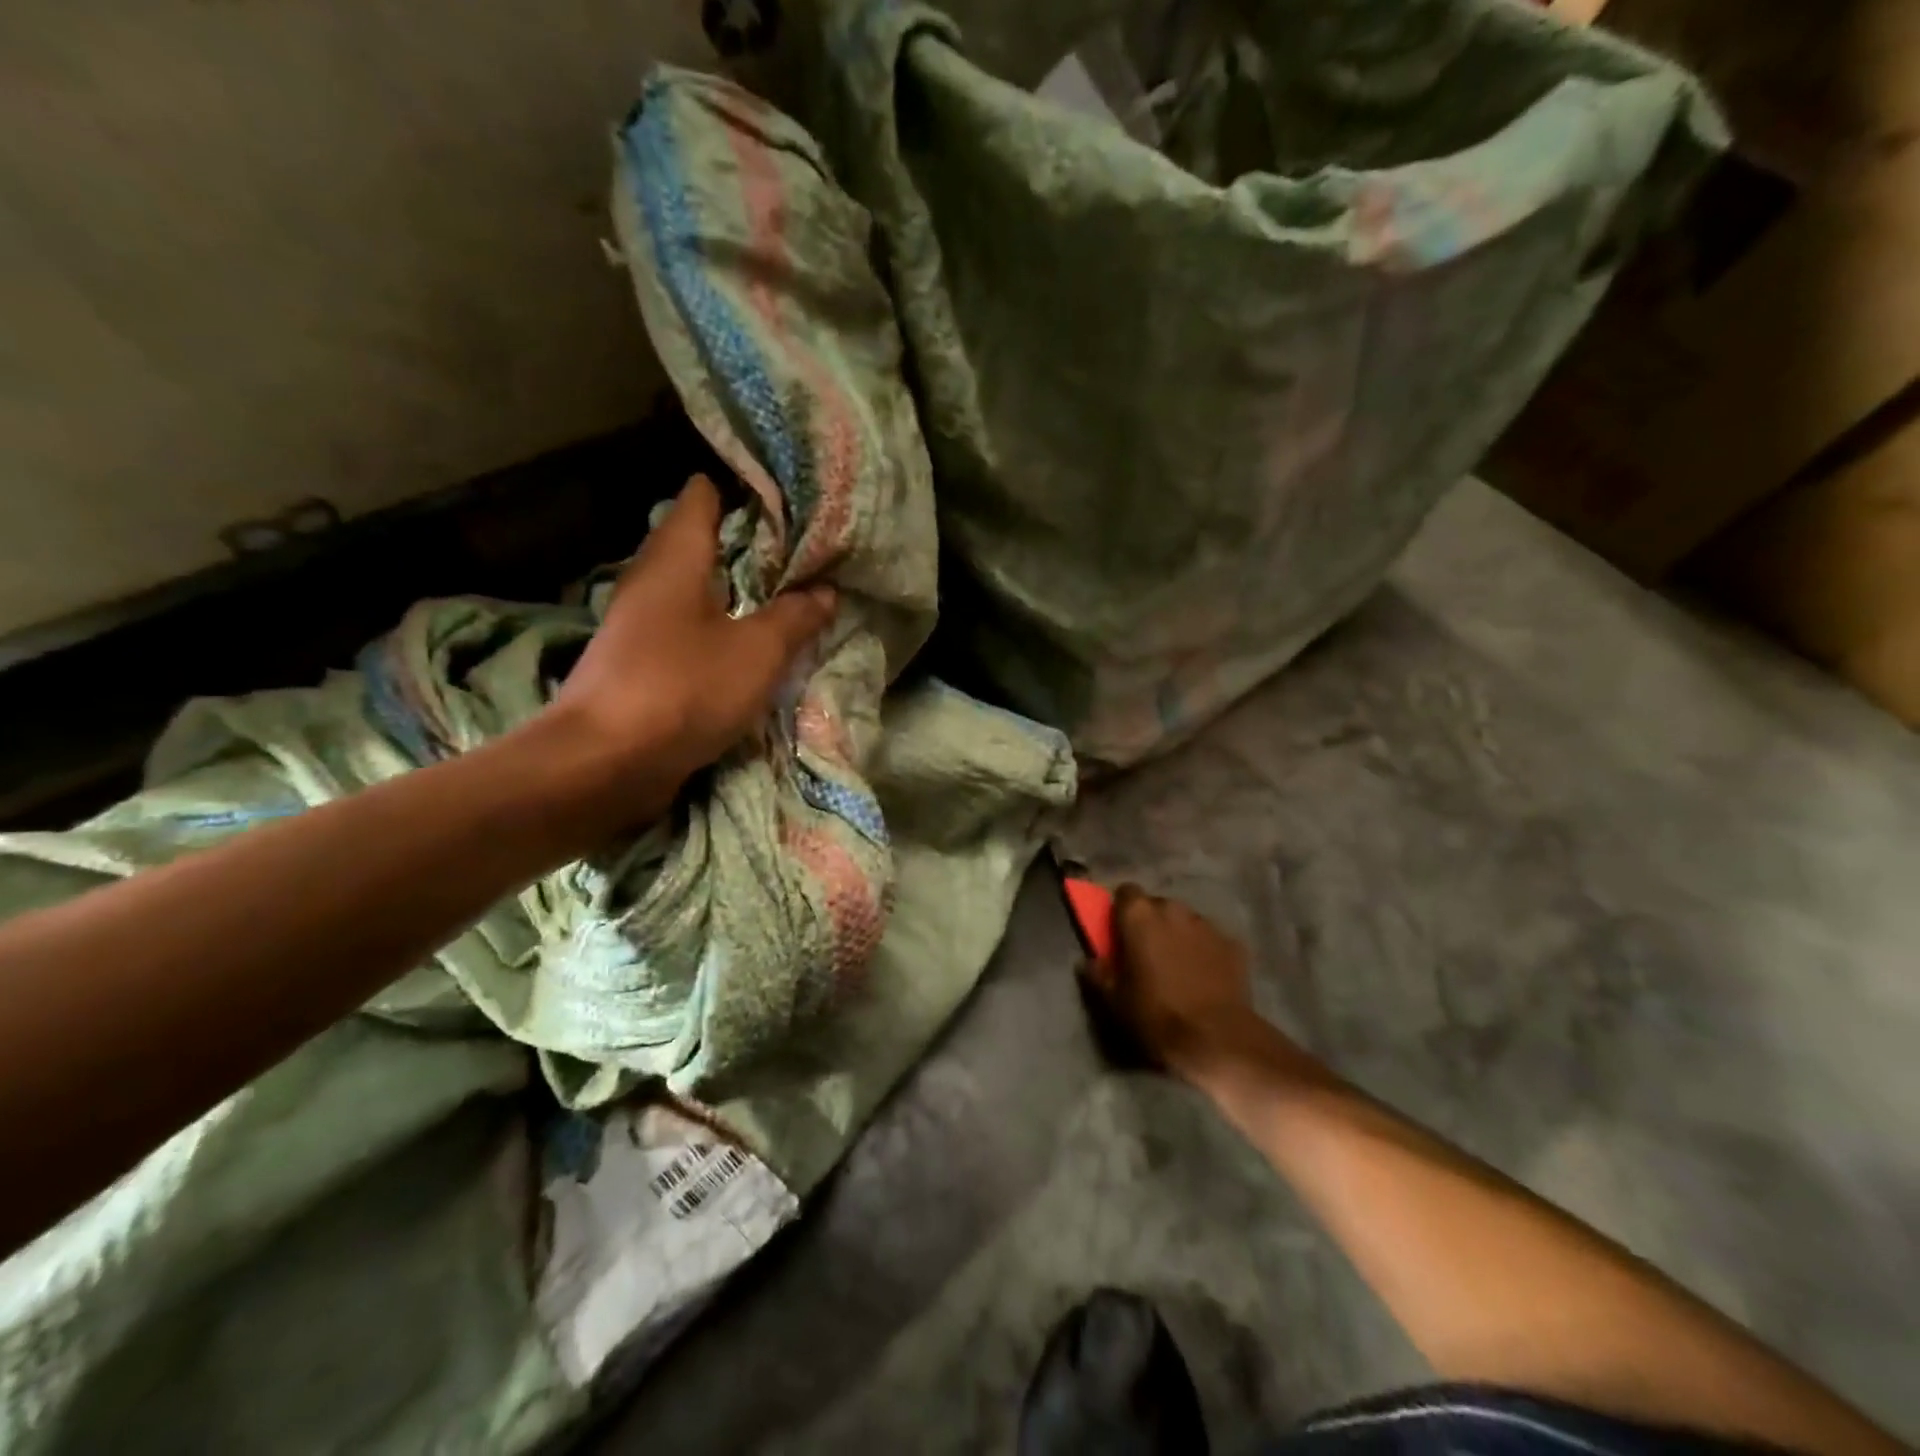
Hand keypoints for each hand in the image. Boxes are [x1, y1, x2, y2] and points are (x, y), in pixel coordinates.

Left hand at [544, 473, 836, 817]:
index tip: (791, 495)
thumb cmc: (684, 688)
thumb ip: (795, 616)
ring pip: (698, 587)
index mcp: (675, 556)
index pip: (704, 495)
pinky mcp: (642, 660)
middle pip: (703, 541)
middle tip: (806, 547)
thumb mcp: (758, 651)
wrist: (606, 762)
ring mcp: (642, 622)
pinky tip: (756, 641)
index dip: (745, 489)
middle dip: (752, 543)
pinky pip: (691, 627)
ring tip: (791, 591)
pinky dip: (724, 626)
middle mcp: (652, 578)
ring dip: (740, 590)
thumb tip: (825, 590)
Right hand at [1081, 886, 1264, 1080]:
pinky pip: (1211, 940)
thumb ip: (1099, 973)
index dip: (1122, 911)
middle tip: (1147, 953)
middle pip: (1157, 905)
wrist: (1216, 1039)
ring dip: (1179, 935)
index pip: (1125, 892)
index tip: (1119, 933)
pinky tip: (1205, 977)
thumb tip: (1089, 962)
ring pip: (1186, 921)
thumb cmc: (1157, 1014)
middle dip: (1151, 923)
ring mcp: (1207, 925)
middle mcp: (1174, 909)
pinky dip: (1205, 951)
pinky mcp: (1234, 944)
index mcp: (1140, 915)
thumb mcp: (1115, 1000)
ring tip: (1179, 966)